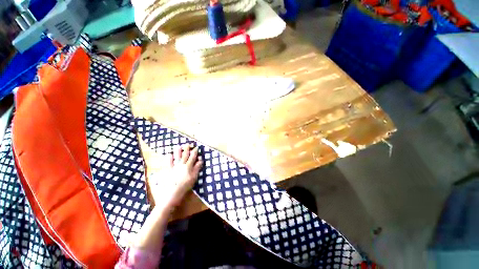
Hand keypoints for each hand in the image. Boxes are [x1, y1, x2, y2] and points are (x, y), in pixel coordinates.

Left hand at [149, 145, 202, 208]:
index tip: (196, 147)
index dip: (194, 152)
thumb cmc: (185, 186)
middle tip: (187, 144)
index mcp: (188, 166)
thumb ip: (197, 168)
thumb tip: (200, 160)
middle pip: (184, 155)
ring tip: (179, 146)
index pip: (192, 157)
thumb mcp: (193, 178)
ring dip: (178, 151)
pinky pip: (168, 163)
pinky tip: (169, 154)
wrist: (171, 194)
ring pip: (176, 157)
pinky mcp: (168, 171)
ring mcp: (174, 167)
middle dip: (186, 149)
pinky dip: (169, 158)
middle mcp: (181, 165)